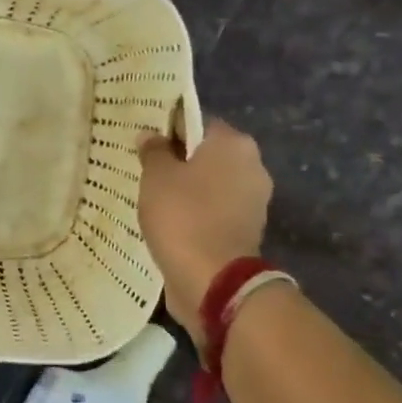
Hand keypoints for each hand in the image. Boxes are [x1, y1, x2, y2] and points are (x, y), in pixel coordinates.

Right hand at [138, 117, 271, 346]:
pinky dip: (197, 215)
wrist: (213, 278)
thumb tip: (151, 135)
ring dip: (189, 191)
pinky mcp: (248, 232)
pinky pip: (216, 212)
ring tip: (155, 201)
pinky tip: (171, 224)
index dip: (171, 130)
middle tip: (147, 172)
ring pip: (212, 186)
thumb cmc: (183, 215)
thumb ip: (153, 151)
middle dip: (181, 163)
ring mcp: (254, 202)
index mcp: (234, 143)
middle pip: (208, 155)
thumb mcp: (156, 176)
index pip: (199, 123)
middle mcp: (252, 166)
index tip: (147, 144)